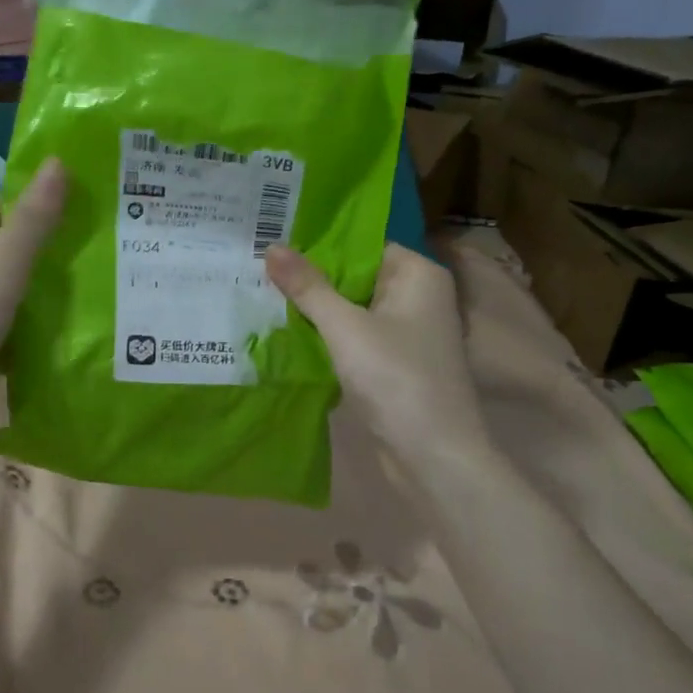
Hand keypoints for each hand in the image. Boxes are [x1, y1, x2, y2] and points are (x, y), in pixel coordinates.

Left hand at [0, 158, 67, 452]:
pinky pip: (0, 329)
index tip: (74, 213)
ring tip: (86, 289)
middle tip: (89, 251)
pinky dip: (26, 327)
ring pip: (0, 293)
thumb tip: (58, 164)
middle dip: (37, 250)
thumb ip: (30, 226)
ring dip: (35, 291)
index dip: (26, 206)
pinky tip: (61, 334)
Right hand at [265, 242, 489, 469]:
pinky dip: (329, 333)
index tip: (275, 237)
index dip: (320, 242)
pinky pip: (356, 335)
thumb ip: (308, 287)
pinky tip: (289, 330)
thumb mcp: (344, 327)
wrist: (433, 455)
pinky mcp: (395, 362)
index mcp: (418, 274)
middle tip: (259, 264)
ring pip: (353, 307)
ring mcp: (408, 331)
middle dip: (312, 275)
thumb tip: (271, 246)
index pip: (363, 243)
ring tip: (265, 292)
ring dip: (317, 306)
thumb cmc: (395, 378)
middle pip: (357, 274)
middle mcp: (418, 295)